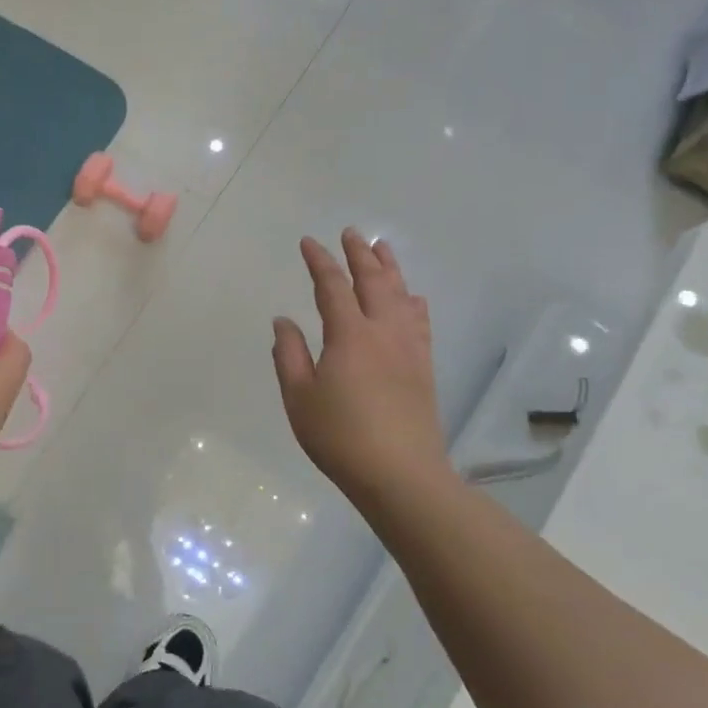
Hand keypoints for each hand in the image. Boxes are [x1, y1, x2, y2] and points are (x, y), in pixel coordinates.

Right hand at [272, 229, 455, 511]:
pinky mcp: (423, 367)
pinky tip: (413, 297)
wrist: (401, 474)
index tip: (309, 242)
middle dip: (360, 254)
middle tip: (352, 232)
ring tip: (383, 248)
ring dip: (390, 269)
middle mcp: (383, 332)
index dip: (320, 261)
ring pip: (401, 295)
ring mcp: (408, 348)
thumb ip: (289, 354)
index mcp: (349, 335)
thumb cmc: (340, 436)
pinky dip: (413, 302)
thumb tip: (284, 321)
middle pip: (373, 281)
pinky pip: (419, 321)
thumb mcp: (299, 397)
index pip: (332, 286)